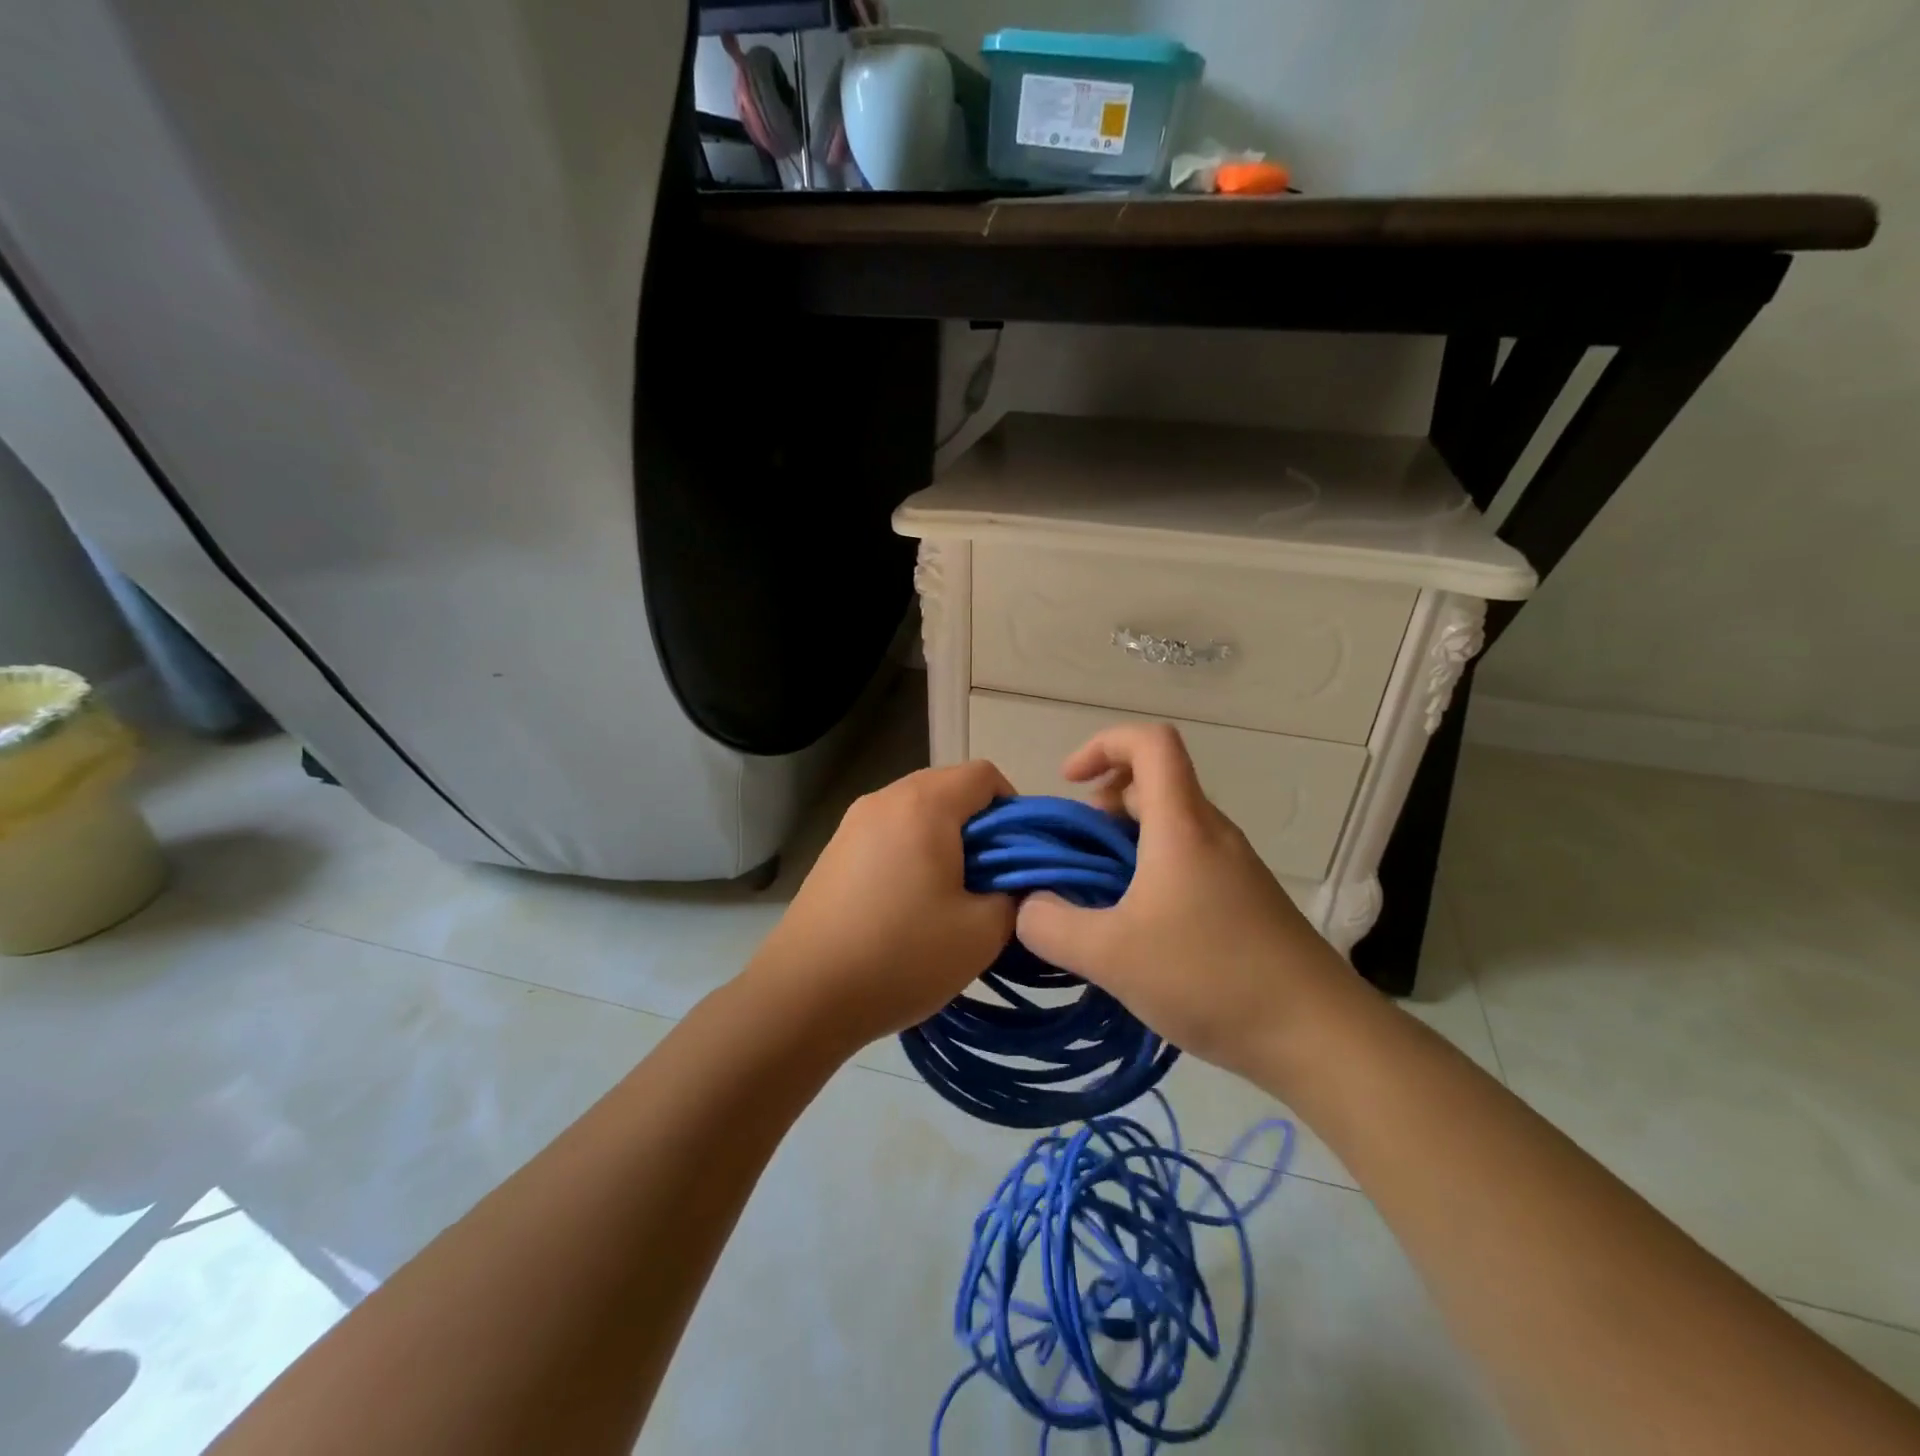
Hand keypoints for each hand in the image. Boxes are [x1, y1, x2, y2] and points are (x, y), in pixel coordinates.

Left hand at [749, 760, 1016, 1052]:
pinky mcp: (833, 851)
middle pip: (949, 788)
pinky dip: (911, 853)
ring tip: (951, 895)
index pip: (984, 775)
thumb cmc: (901, 956)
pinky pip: (888, 833)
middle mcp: (884, 799)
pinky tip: (910, 903)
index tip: (1020, 856)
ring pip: (917, 812)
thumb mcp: (982, 932)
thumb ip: (1015, 896)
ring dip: (945, 841)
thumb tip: (1017, 883)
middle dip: (980, 827)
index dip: (1015, 808)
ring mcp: (852, 823)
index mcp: (923, 804)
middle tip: (991, 879)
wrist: (803, 996)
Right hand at [1014, 725, 1359, 1085]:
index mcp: (1182, 824)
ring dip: (1123, 847)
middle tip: (1073, 857)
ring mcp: (1233, 867)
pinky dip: (1149, 876)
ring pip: (1169, 828)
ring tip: (1096, 901)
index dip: (1102, 745)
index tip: (1068, 783)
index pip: (1149, 742)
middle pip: (1153, 786)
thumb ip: (1051, 926)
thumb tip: (1026, 906)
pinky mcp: (1244, 901)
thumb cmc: (1211, 976)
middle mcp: (1211, 833)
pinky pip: (1186, 864)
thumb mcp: (1112, 955)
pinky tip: (1137, 933)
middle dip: (1101, 808)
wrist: (1319, 1035)